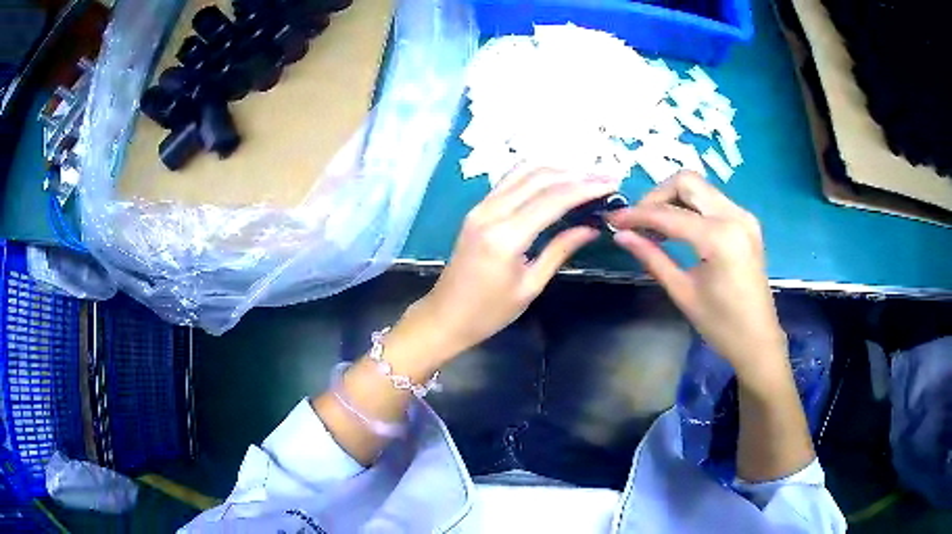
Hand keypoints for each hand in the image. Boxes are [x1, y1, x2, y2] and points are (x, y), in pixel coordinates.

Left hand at [409, 167, 617, 361]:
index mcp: (505, 237)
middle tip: (606, 177)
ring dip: (557, 169)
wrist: (445, 316)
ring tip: (586, 175)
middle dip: (576, 174)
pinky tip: (556, 179)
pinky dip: (536, 174)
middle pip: (539, 178)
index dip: (586, 188)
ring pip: (523, 172)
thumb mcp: (530, 285)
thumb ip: (560, 250)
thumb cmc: (489, 312)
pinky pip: (509, 180)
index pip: (553, 199)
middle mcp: (491, 212)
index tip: (612, 183)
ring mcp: (480, 207)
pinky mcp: (477, 209)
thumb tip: (591, 228)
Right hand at [607, 171, 786, 378]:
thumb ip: (652, 257)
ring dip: (673, 199)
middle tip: (638, 221)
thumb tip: (621, 235)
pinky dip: (690, 206)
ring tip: (655, 227)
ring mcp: (744, 216)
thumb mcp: (683, 292)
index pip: (668, 214)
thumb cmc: (721, 325)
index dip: (636, 215)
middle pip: (686, 182)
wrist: (759, 340)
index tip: (613, 220)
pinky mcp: (746, 222)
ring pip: (700, 187)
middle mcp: (734, 216)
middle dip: (657, 196)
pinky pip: (712, 200)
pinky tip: (679, 228)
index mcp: (719, 237)